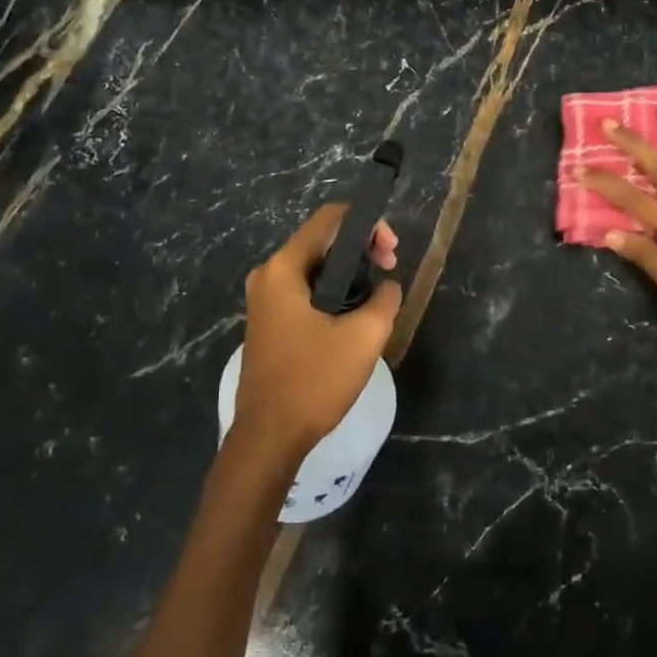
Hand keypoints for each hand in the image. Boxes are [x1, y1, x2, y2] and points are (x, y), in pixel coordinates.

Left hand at [233, 205, 401, 464]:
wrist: (268, 437)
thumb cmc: (313, 381)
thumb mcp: (363, 338)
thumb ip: (384, 300)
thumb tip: (388, 286)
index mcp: (284, 268)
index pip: (330, 219)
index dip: (368, 224)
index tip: (392, 252)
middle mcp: (268, 275)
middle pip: (322, 239)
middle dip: (362, 248)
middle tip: (391, 270)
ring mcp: (265, 299)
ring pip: (315, 266)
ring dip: (350, 271)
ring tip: (378, 294)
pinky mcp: (269, 320)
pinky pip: (305, 288)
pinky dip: (333, 289)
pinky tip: (354, 312)